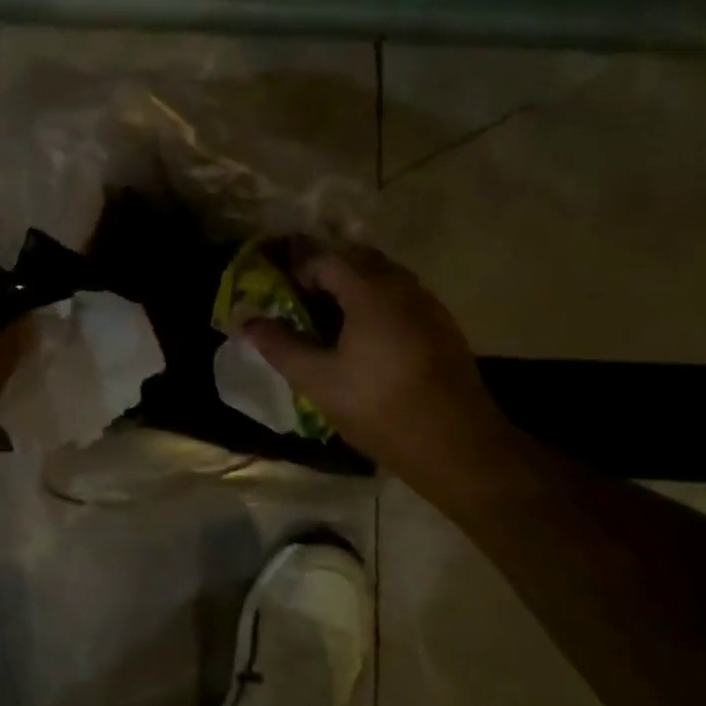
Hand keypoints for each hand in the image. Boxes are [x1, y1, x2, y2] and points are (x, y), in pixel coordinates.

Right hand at [244, 247, 515, 490]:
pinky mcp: (445, 328)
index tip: (285, 299)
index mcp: (370, 291)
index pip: (327, 259)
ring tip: (335, 323)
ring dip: (357, 288)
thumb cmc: (380, 407)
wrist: (458, 446)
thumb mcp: (318, 380)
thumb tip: (247, 321)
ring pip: (386, 278)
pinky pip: (405, 298)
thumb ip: (281, 346)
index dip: (300, 272)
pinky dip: (381, 304)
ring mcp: (429, 306)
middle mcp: (403, 287)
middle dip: (329, 275)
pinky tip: (371, 341)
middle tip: (306, 305)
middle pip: (359, 260)